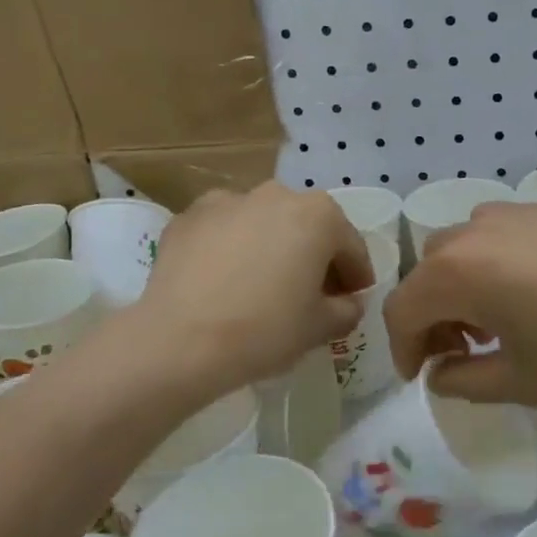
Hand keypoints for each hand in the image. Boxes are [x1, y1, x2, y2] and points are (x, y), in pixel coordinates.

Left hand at [137, 183, 372, 396]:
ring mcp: (227, 200)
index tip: (353, 300)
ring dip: (270, 247)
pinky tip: (222, 281)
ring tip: (260, 286)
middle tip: (310, 295)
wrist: (180, 341)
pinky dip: (229, 249)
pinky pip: (223, 231)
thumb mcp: (320, 328)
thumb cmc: (265, 330)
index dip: (356, 277)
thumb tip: (348, 303)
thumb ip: (346, 310)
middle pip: (306, 227)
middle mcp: (275, 194)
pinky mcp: (188, 217)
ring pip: (262, 224)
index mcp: (318, 215)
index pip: (350, 246)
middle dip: (313, 257)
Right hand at [382, 202, 536, 405]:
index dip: (403, 348)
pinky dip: (493, 262)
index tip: (422, 377)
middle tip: (461, 351)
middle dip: (432, 316)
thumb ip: (464, 381)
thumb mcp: (522, 382)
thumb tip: (440, 373)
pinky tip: (533, 290)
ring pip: (461, 248)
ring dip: (460, 285)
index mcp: (457, 274)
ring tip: (496, 319)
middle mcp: (473, 232)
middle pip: (427, 273)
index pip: (402, 309)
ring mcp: (511, 213)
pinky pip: (498, 233)